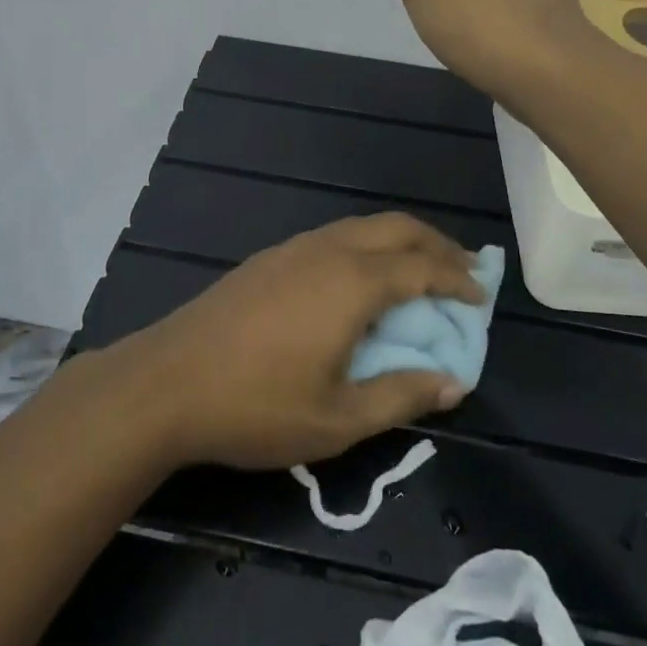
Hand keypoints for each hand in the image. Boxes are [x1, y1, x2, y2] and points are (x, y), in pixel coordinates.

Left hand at [111, 214, 484, 470]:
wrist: (166, 381)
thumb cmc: (257, 405)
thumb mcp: (338, 419)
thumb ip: (402, 395)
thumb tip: (453, 381)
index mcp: (353, 282)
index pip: (422, 267)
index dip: (457, 279)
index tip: (481, 296)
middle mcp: (328, 250)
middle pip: (396, 227)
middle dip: (436, 244)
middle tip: (463, 271)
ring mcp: (294, 248)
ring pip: (362, 226)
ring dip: (400, 242)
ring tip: (420, 272)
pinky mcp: (270, 257)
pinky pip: (335, 236)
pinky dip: (367, 246)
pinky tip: (363, 279)